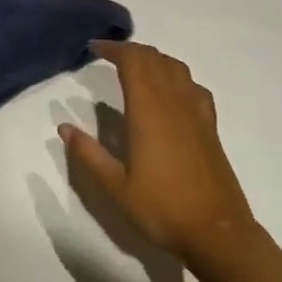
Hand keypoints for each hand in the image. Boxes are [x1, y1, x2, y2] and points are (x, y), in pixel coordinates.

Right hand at [60, 40, 256, 267]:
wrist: (217, 233)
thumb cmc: (162, 208)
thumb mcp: (115, 186)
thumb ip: (88, 154)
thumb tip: (64, 128)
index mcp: (148, 110)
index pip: (133, 61)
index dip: (113, 49)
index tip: (94, 48)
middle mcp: (174, 102)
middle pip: (154, 58)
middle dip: (131, 50)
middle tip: (109, 55)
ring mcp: (196, 113)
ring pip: (176, 68)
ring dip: (154, 59)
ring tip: (136, 67)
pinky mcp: (210, 127)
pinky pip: (194, 86)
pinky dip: (177, 77)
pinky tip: (171, 91)